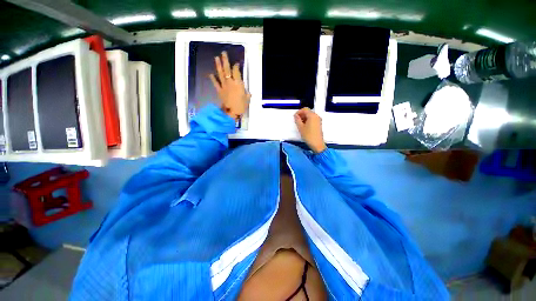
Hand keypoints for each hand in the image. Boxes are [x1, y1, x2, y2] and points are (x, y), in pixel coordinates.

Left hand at [209, 52, 249, 119]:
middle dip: (225, 61)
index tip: (236, 63)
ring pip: (221, 74)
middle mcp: (230, 82)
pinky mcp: (219, 90)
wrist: (232, 112)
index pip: (236, 71)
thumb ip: (247, 94)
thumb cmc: (241, 106)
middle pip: (227, 69)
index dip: (236, 66)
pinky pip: (216, 83)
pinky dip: (213, 79)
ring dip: (218, 66)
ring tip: (216, 58)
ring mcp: (224, 86)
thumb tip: (248, 93)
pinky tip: (210, 74)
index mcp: (238, 83)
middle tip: (223, 53)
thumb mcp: (247, 99)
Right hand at [294, 108, 326, 153]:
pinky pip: (313, 119)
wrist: (317, 144)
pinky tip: (304, 126)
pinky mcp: (319, 124)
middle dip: (301, 114)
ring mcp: (319, 120)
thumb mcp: (300, 127)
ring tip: (300, 124)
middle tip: (296, 120)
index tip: (295, 117)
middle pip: (308, 112)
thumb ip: (297, 120)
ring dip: (304, 118)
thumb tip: (296, 116)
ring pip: (310, 115)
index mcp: (312, 116)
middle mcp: (316, 116)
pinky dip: (308, 120)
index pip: (305, 109)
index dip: (299, 112)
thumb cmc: (308, 136)